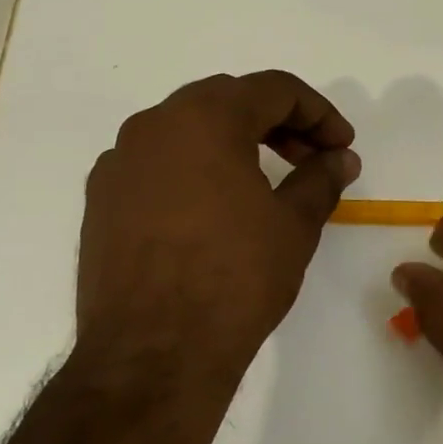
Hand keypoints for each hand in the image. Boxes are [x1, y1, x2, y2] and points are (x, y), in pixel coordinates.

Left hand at [71, 71, 358, 443]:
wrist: (153, 354)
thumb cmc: (235, 278)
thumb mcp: (294, 225)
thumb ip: (321, 179)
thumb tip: (341, 158)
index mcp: (204, 118)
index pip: (273, 89)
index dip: (319, 113)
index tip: (341, 146)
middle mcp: (153, 125)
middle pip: (227, 101)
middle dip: (277, 123)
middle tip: (310, 158)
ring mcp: (119, 163)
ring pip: (187, 131)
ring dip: (233, 143)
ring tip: (265, 183)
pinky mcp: (101, 200)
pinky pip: (158, 165)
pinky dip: (195, 170)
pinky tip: (215, 210)